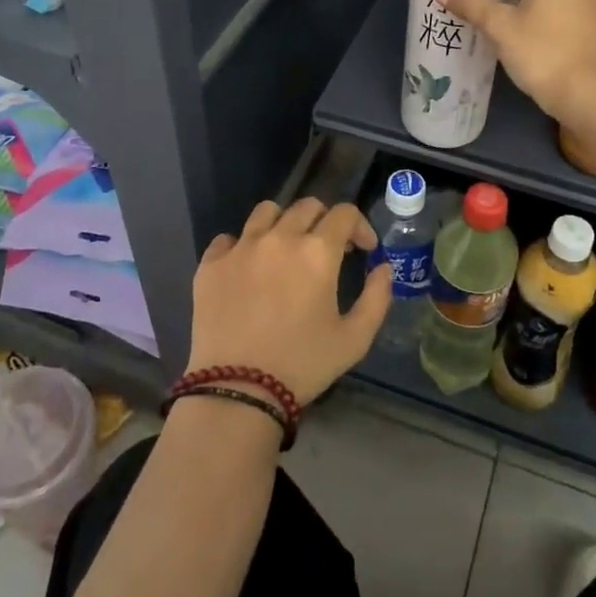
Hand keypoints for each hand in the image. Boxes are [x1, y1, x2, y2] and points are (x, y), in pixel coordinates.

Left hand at [184, 198, 392, 405]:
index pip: (344, 213)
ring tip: (285, 250)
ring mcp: (241, 247)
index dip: (360, 226)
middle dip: (324, 221)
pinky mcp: (211, 264)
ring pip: (266, 212)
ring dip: (284, 223)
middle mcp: (279, 238)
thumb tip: (384, 268)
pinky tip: (248, 269)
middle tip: (327, 250)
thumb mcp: (354, 339)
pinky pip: (228, 238)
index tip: (363, 249)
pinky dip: (243, 246)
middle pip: (307, 206)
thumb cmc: (302, 365)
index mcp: (317, 251)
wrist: (238, 390)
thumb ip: (377, 297)